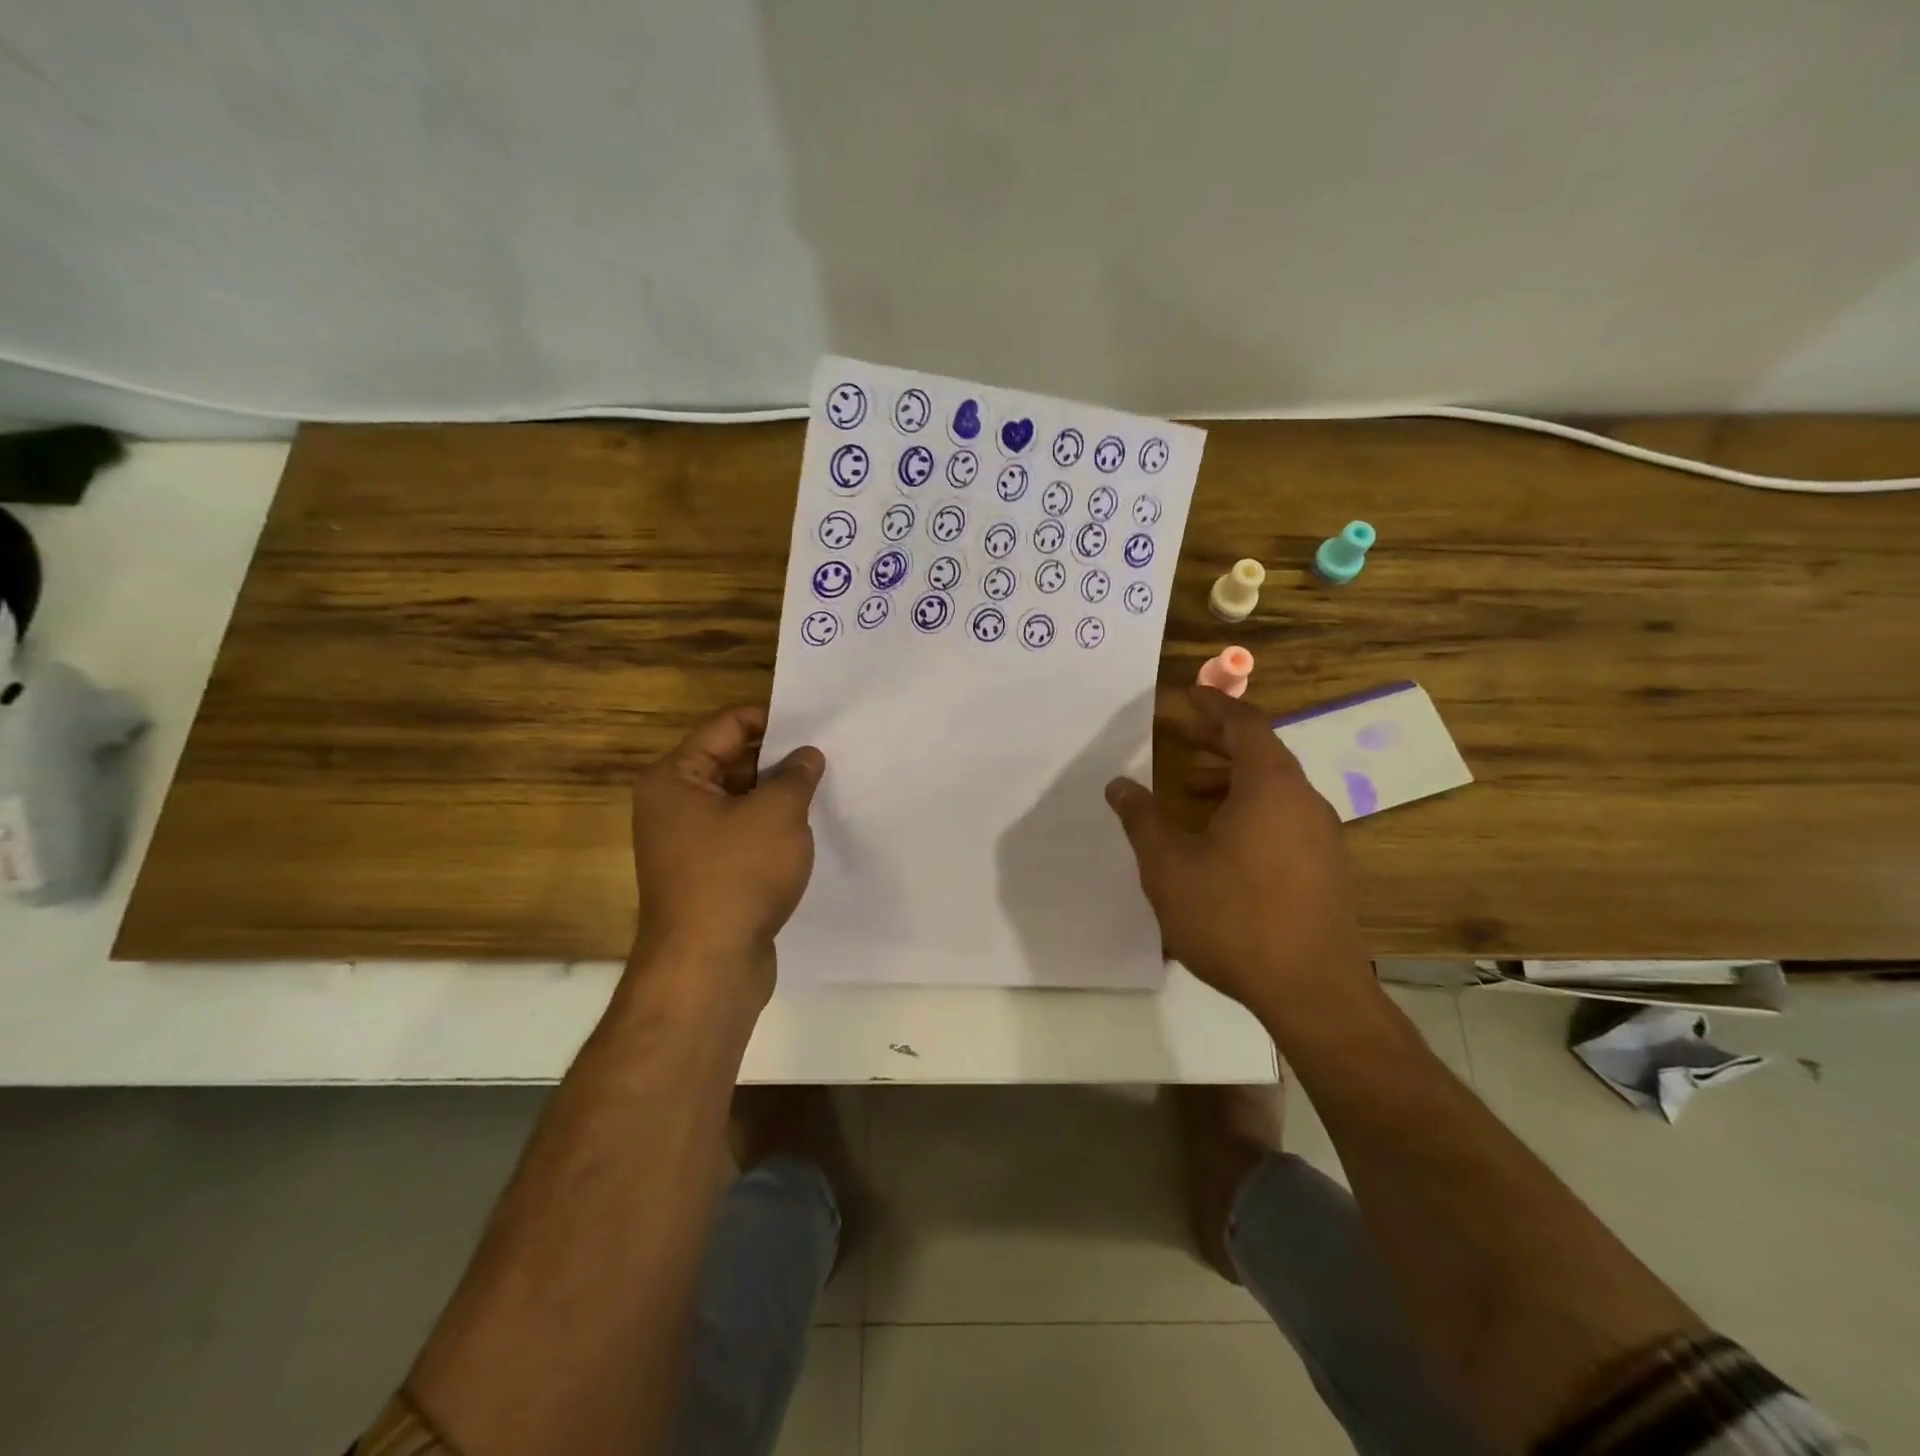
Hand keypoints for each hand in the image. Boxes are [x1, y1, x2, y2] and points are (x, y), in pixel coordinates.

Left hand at [629, 706, 824, 1000]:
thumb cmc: (737, 874)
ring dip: (777, 797)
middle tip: (827, 756)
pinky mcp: (707, 876)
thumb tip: (807, 755)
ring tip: (825, 790)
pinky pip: (742, 837)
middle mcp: (673, 805)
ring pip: (740, 803)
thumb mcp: (778, 813)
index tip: (816, 725)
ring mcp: (687, 844)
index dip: (773, 720)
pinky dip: (771, 831)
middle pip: (732, 763)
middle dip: (779, 760)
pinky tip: (807, 832)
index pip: (728, 726)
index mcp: (675, 778)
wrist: (708, 966)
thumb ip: (796, 775)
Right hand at [1105, 687, 1374, 1029]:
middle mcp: (1303, 800)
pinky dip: (1251, 810)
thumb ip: (1142, 819)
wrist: (1312, 991)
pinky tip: (1221, 843)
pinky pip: (1285, 817)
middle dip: (1218, 741)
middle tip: (1179, 738)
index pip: (1244, 723)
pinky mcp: (1327, 867)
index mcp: (1270, 786)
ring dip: (1232, 780)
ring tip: (1190, 793)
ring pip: (1274, 788)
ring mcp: (1322, 835)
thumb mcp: (1169, 867)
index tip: (1185, 695)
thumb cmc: (1233, 917)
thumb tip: (1119, 785)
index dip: (1213, 705)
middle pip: (1261, 751)